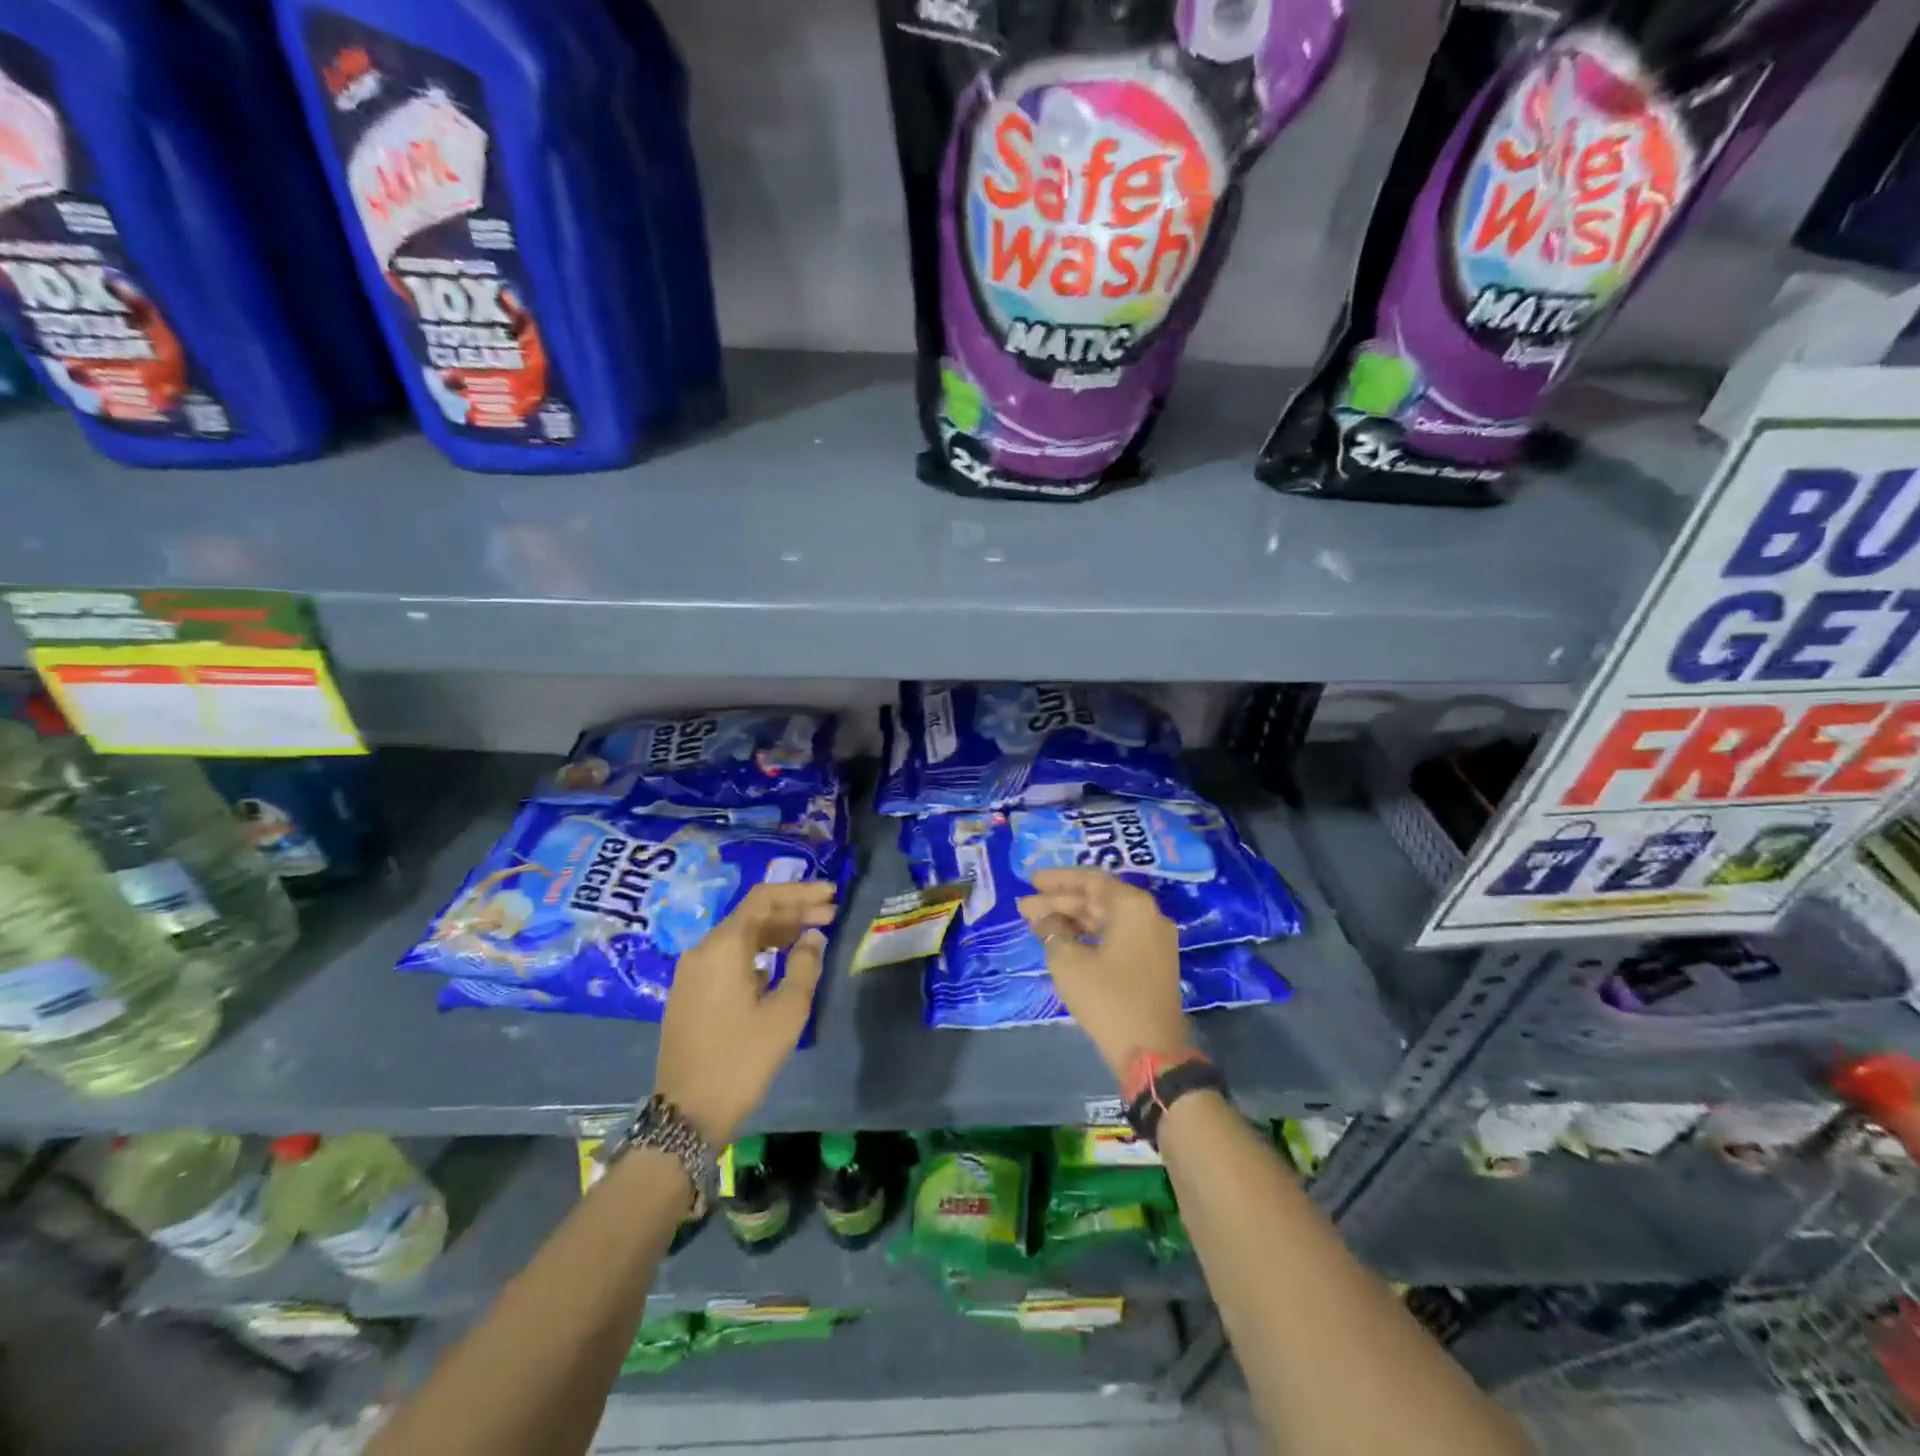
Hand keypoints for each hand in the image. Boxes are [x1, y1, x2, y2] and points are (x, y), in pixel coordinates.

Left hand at [653, 881, 837, 1145]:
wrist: (686, 1113)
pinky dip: (758, 950)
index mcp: (724, 946)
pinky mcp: (690, 991)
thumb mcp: (786, 1012)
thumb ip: (805, 965)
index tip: (831, 895)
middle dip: (793, 910)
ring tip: (812, 934)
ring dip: (777, 930)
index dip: (800, 892)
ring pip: (740, 935)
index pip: (764, 898)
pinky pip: (728, 955)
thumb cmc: (742, 1059)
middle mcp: (703, 949)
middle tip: (830, 914)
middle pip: (752, 914)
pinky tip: (780, 962)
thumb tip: (812, 936)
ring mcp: (692, 971)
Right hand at [1017, 868, 1190, 1079]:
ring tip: (1037, 923)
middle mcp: (1149, 915)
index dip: (1057, 880)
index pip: (1090, 880)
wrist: (1151, 1053)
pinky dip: (1089, 935)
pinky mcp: (1152, 962)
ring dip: (1072, 919)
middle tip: (1025, 907)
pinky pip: (1117, 935)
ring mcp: (1154, 940)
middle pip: (1098, 899)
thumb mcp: (1068, 962)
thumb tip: (1042, 917)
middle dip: (1059, 902)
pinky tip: (1063, 939)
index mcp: (1133, 907)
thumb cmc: (1107, 999)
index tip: (1029, 881)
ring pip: (1107, 918)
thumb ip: (1051, 930)